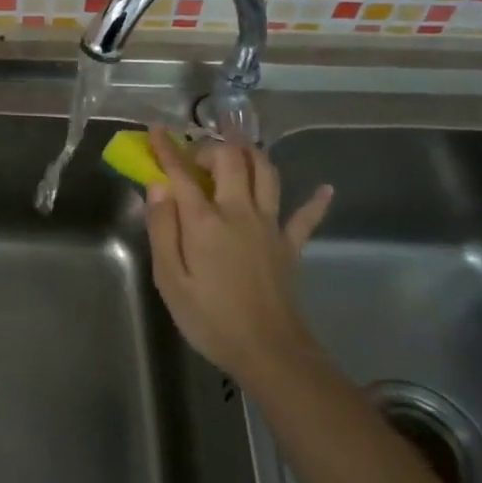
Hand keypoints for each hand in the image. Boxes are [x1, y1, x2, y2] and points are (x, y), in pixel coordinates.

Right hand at [144, 127, 332, 389]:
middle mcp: (239, 212)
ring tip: (237, 153)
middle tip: (196, 157)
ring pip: (266, 173)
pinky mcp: (290, 245)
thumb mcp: (169, 279)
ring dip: (251, 155)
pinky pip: (306, 217)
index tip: (156, 130)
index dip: (167, 149)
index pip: (182, 173)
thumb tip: (158, 186)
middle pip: (232, 159)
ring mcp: (270, 226)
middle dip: (212, 147)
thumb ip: (162, 228)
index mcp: (205, 221)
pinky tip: (324, 189)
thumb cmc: (210, 318)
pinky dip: (315, 201)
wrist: (269, 352)